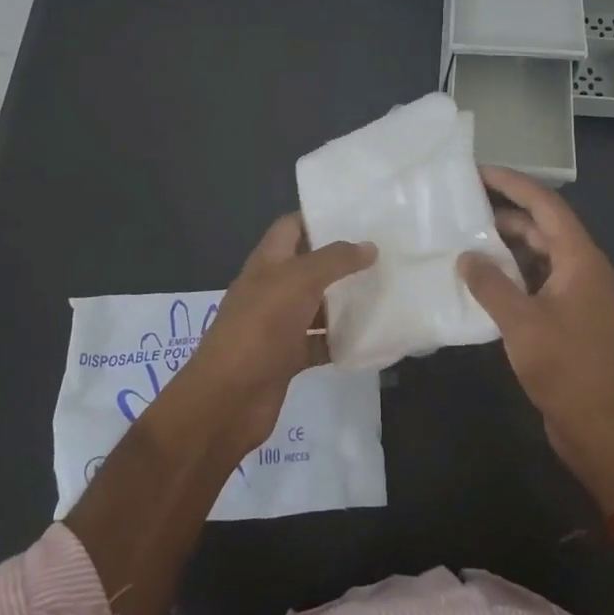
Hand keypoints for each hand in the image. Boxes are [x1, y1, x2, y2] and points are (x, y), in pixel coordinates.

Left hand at [179, 214, 375, 454]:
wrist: (227, 399)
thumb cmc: (260, 327)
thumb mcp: (299, 281)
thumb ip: (335, 260)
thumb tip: (369, 246)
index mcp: (267, 262)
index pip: (292, 227)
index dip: (319, 217)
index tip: (359, 215)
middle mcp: (271, 289)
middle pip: (308, 266)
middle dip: (341, 260)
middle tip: (383, 252)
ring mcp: (278, 325)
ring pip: (317, 305)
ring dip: (345, 300)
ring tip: (386, 288)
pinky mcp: (287, 358)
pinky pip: (319, 343)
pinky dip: (341, 340)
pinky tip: (370, 335)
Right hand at [458, 167, 613, 508]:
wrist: (601, 425)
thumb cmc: (565, 367)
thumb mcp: (521, 323)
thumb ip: (490, 284)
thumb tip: (466, 256)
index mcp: (581, 259)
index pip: (546, 206)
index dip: (513, 184)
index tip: (480, 171)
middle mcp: (584, 268)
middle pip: (544, 227)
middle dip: (506, 212)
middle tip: (464, 204)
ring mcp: (578, 293)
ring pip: (540, 254)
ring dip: (507, 245)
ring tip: (467, 236)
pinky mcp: (569, 316)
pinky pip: (539, 280)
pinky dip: (513, 273)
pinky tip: (483, 277)